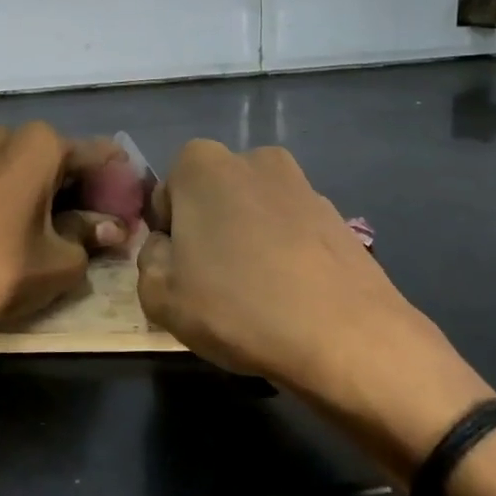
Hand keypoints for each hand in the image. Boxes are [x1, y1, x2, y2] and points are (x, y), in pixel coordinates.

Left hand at [0, 123, 131, 339]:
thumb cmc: (5, 269)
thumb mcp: (64, 258)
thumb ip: (93, 235)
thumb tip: (115, 229)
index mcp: (41, 144)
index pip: (96, 156)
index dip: (119, 182)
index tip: (136, 203)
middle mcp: (9, 136)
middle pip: (62, 158)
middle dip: (86, 185)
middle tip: (108, 217)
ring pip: (32, 166)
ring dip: (55, 188)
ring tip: (75, 223)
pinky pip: (6, 176)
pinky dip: (27, 193)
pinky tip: (38, 222)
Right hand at [137, 141, 492, 466]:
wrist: (346, 337)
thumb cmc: (238, 307)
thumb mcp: (161, 295)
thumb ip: (148, 260)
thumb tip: (167, 248)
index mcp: (201, 164)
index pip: (166, 196)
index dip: (168, 237)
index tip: (181, 273)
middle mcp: (252, 158)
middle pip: (212, 198)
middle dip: (208, 232)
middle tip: (214, 285)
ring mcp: (301, 183)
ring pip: (254, 213)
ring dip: (248, 242)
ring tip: (257, 296)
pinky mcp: (336, 213)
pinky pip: (291, 230)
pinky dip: (285, 253)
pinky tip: (292, 297)